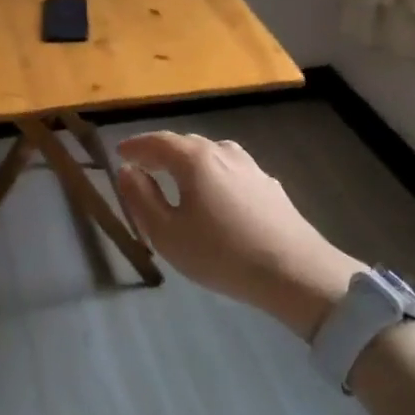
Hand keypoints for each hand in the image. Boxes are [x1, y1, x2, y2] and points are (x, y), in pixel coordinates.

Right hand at [115, 131, 364, 336]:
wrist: (295, 272)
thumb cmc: (221, 253)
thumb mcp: (166, 233)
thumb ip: (141, 198)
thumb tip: (127, 171)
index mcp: (194, 159)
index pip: (157, 142)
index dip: (135, 146)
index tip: (119, 152)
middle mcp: (223, 153)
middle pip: (185, 144)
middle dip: (160, 152)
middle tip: (143, 166)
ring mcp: (251, 167)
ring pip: (210, 155)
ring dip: (188, 162)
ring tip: (177, 179)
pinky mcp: (270, 185)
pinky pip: (230, 171)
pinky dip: (212, 175)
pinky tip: (214, 195)